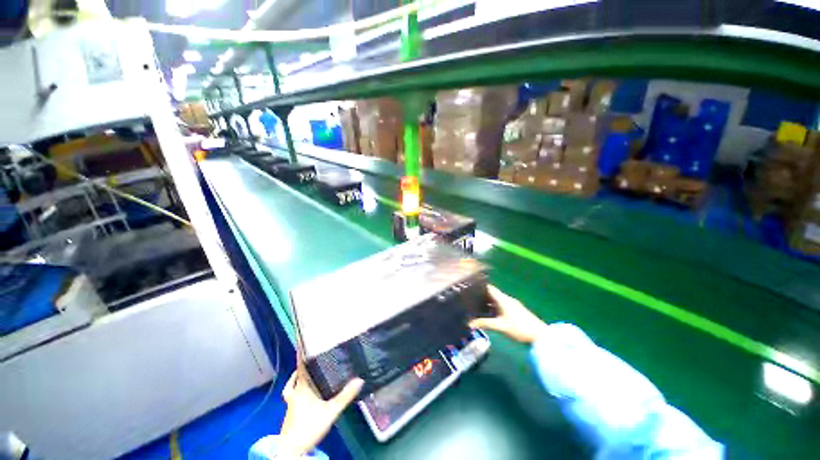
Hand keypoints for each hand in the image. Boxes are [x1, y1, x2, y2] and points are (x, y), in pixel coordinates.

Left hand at [278, 357, 363, 457]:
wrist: (291, 450)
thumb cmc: (309, 426)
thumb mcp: (331, 411)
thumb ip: (345, 396)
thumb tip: (360, 379)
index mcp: (302, 388)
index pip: (300, 366)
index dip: (301, 354)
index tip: (302, 343)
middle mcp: (294, 392)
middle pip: (296, 374)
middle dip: (301, 364)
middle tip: (310, 356)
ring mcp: (291, 403)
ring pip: (292, 385)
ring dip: (297, 377)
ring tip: (306, 371)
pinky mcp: (291, 412)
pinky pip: (291, 395)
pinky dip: (295, 390)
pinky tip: (302, 394)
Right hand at [469, 285, 547, 343]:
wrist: (541, 336)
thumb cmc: (519, 329)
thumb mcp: (500, 326)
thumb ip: (484, 324)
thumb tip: (469, 323)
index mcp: (503, 299)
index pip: (489, 288)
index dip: (479, 286)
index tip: (468, 288)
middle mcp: (507, 299)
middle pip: (491, 294)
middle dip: (481, 296)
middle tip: (469, 299)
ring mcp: (512, 305)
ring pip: (496, 301)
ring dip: (487, 303)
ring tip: (475, 306)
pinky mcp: (515, 311)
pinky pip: (501, 305)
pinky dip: (493, 308)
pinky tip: (488, 314)